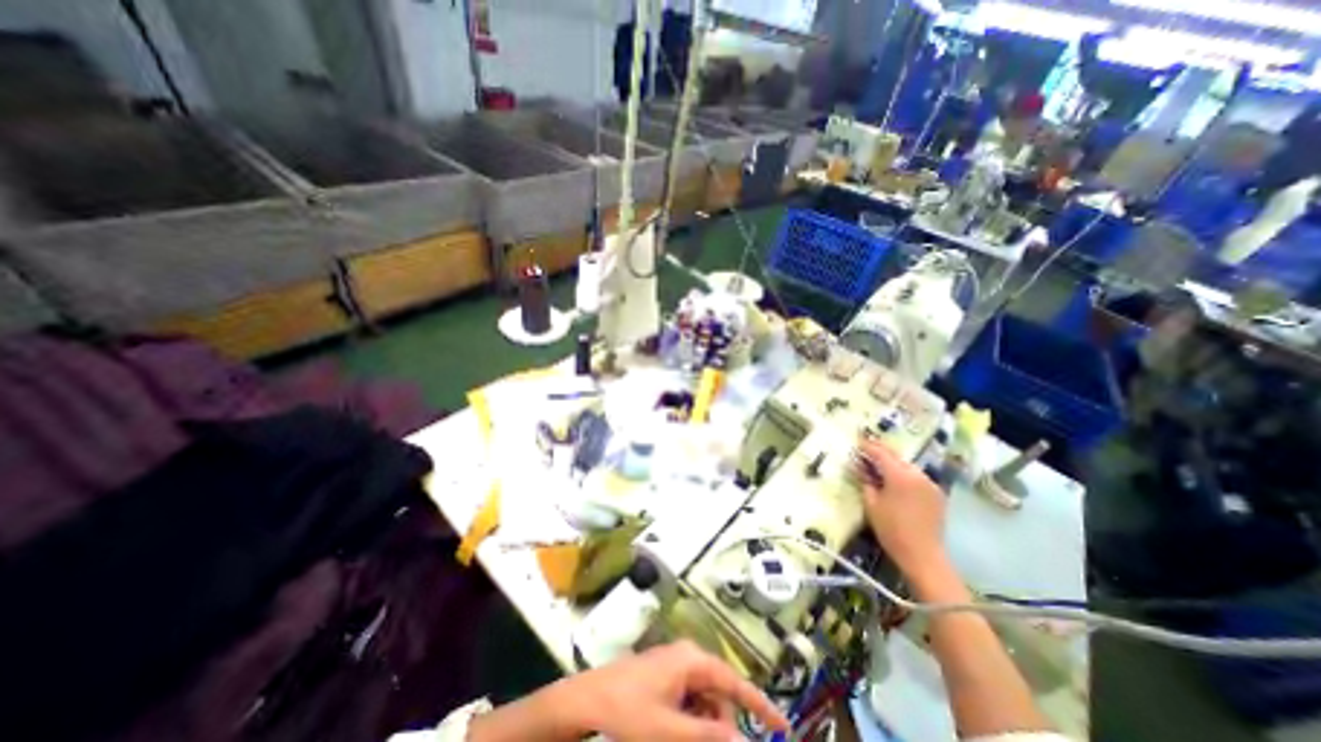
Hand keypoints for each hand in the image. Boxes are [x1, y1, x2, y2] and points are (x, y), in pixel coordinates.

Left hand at [544, 641, 782, 739]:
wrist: (588, 700)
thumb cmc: (629, 712)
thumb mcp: (671, 730)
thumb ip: (711, 736)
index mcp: (692, 660)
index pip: (735, 682)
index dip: (760, 705)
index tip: (783, 728)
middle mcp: (687, 655)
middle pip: (719, 693)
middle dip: (722, 724)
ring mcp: (674, 663)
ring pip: (703, 698)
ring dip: (704, 724)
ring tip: (682, 738)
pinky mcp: (664, 674)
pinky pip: (688, 697)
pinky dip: (690, 719)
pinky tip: (676, 732)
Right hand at [859, 438, 950, 587]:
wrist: (923, 555)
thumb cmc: (892, 530)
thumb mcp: (871, 504)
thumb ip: (865, 482)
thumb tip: (859, 467)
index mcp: (899, 475)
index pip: (881, 453)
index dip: (868, 446)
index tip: (857, 442)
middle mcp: (917, 475)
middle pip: (896, 457)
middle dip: (881, 452)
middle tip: (866, 451)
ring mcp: (930, 484)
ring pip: (907, 466)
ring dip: (893, 463)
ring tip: (880, 466)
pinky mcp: (937, 494)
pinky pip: (917, 477)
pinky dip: (905, 474)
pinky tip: (896, 481)